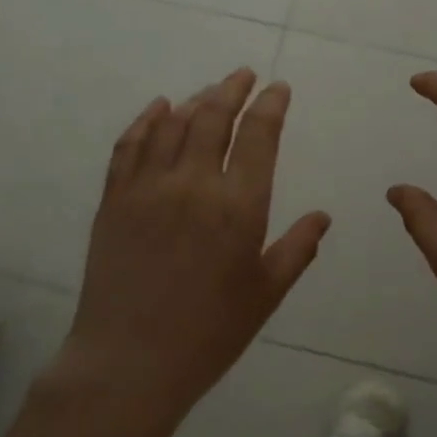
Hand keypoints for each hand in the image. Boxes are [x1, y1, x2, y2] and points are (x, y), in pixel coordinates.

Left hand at [57, 69, 330, 426]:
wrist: (130, 361)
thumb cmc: (209, 333)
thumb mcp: (265, 294)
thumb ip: (297, 249)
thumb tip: (322, 216)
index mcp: (239, 206)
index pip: (258, 136)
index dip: (270, 105)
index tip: (278, 88)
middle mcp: (193, 184)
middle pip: (213, 117)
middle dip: (233, 89)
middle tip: (244, 75)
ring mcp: (148, 187)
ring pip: (172, 124)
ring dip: (195, 100)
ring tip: (210, 92)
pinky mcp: (114, 199)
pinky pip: (130, 145)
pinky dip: (146, 120)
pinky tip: (158, 108)